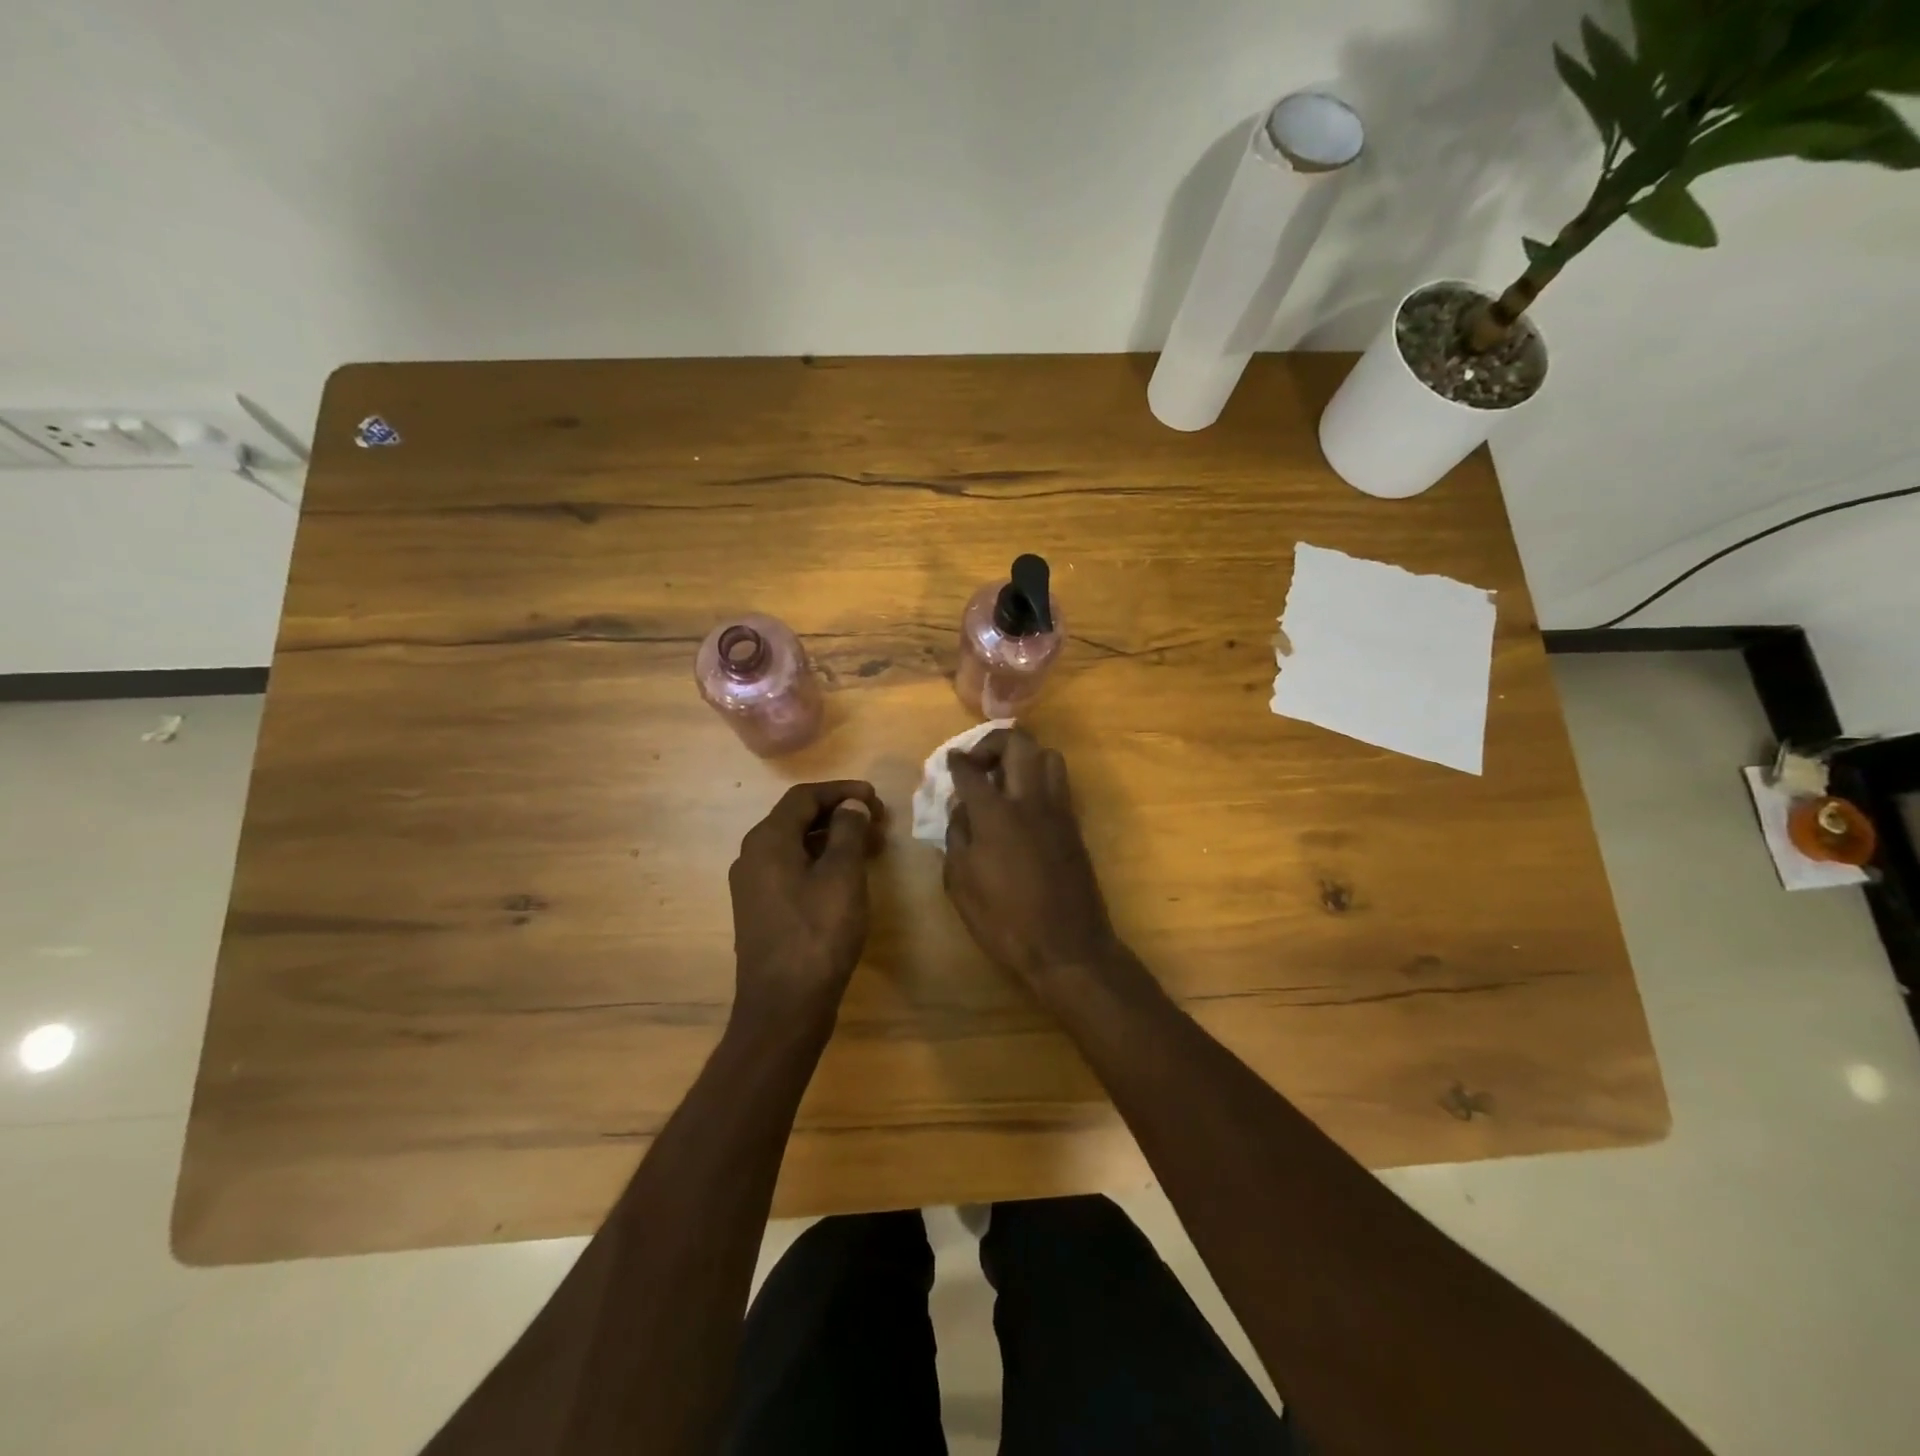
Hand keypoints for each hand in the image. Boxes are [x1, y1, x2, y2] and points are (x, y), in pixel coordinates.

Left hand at [729, 781, 884, 1031]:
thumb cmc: (818, 934)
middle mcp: (752, 856)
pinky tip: (848, 876)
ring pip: (796, 845)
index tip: (876, 799)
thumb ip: (848, 832)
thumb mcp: (842, 876)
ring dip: (833, 839)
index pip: (803, 796)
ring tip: (872, 847)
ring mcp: (753, 886)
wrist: (784, 1006)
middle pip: (797, 818)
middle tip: (879, 822)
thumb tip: (851, 805)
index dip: (842, 791)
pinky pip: (792, 869)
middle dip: (840, 814)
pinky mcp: (762, 910)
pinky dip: (821, 862)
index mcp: (767, 841)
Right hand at [944, 729, 1126, 993]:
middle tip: (978, 763)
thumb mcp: (961, 884)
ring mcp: (1058, 809)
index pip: (971, 771)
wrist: (1067, 947)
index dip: (957, 761)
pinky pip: (1058, 782)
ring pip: (1046, 755)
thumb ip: (957, 836)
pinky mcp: (1074, 824)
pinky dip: (1039, 778)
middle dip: (992, 742)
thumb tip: (961, 808)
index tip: (951, 760)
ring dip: (1022, 756)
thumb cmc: (1005, 922)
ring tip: (1004, 778)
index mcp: (996, 814)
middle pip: (1017, 743)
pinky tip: (1023, 803)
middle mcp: (1030, 800)